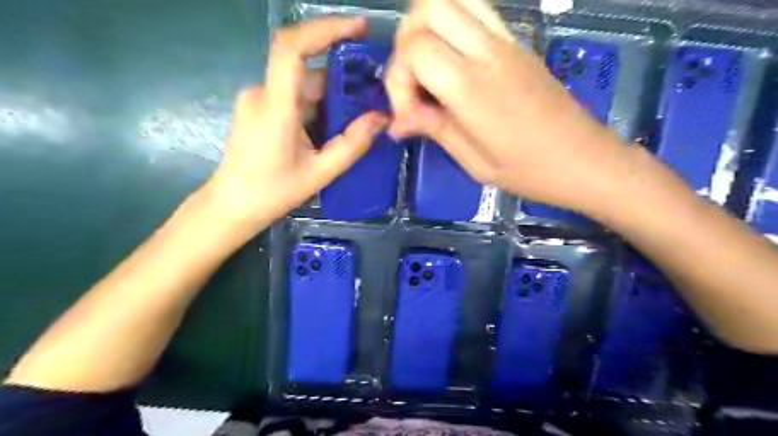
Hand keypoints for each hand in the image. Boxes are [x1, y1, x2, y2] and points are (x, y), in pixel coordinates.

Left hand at [206, 17, 388, 230]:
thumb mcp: (320, 172)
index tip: (358, 29)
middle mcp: (262, 92)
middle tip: (373, 95)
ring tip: (357, 119)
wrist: (232, 206)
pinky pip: (294, 96)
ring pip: (303, 85)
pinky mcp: (259, 107)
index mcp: (275, 106)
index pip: (293, 47)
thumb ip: (352, 144)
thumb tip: (382, 118)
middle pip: (307, 70)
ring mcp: (258, 98)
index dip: (325, 29)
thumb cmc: (273, 192)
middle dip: (342, 79)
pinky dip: (317, 106)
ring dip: (331, 98)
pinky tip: (331, 128)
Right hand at [386, 0, 627, 213]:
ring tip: (428, 65)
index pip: (415, 50)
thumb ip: (434, 129)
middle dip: (406, 44)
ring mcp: (506, 41)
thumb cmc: (529, 171)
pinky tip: (453, 59)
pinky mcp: (517, 42)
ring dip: (429, 25)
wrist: (586, 160)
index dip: (398, 81)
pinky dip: (453, 22)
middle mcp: (487, 52)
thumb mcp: (474, 162)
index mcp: (472, 88)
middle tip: (414, 84)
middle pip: (428, 9)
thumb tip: (397, 122)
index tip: (410, 115)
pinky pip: (477, 10)